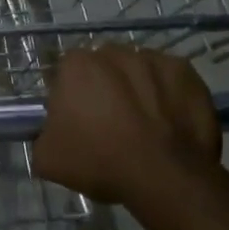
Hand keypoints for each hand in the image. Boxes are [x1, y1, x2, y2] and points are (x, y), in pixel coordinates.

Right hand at [33, 46, 222, 204]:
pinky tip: (169, 122)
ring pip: (138, 70)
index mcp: (77, 65)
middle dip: (104, 87)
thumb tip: (51, 132)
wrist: (164, 177)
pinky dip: (168, 95)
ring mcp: (154, 59)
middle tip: (109, 123)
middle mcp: (114, 52)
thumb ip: (42, 135)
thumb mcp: (47, 158)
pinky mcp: (186, 72)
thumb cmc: (99, 161)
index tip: (78, 122)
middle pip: (104, 67)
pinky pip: (170, 80)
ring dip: (137, 88)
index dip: (71, 97)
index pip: (66, 74)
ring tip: (144, 124)